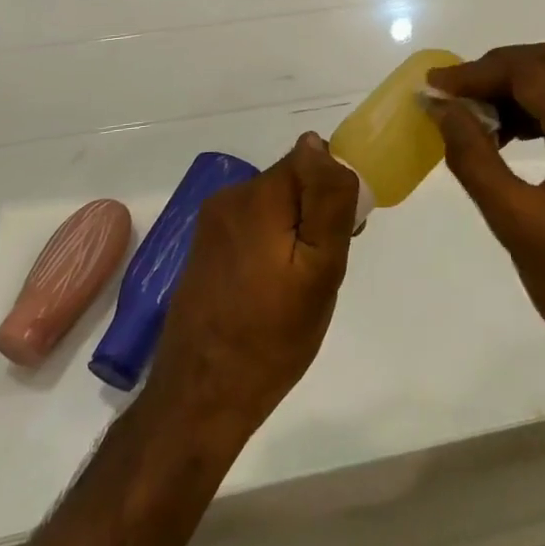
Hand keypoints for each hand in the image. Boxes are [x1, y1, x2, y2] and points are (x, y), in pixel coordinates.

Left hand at [146, 135, 359, 439]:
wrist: (200, 400)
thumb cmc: (270, 338)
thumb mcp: (319, 271)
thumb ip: (326, 201)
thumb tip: (318, 145)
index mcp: (257, 196)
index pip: (312, 160)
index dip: (335, 190)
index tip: (344, 234)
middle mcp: (229, 197)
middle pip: (293, 180)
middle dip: (316, 212)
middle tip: (324, 268)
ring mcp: (212, 223)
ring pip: (275, 204)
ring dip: (296, 230)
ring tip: (300, 285)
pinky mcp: (206, 248)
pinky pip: (254, 226)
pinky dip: (273, 245)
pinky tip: (274, 289)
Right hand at [425, 45, 544, 395]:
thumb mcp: (520, 227)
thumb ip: (475, 160)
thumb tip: (442, 109)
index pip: (530, 72)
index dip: (476, 73)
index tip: (434, 88)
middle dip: (499, 69)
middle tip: (455, 94)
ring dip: (521, 85)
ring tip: (476, 115)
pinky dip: (544, 106)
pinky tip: (512, 135)